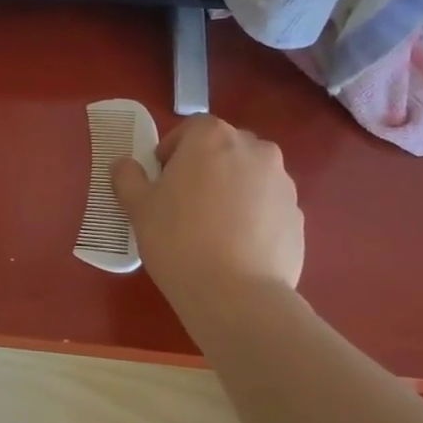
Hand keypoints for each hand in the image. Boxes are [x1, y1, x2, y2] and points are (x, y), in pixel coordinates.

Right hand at [110, 115, 302, 296]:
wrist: (236, 294)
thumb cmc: (177, 239)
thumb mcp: (138, 207)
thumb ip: (128, 177)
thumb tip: (124, 165)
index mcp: (213, 138)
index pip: (191, 128)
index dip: (173, 150)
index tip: (161, 179)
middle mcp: (255, 149)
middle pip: (225, 148)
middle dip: (206, 166)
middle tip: (185, 201)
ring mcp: (283, 182)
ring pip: (250, 175)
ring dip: (232, 189)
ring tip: (213, 227)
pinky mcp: (298, 215)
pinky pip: (268, 205)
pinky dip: (253, 215)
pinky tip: (235, 246)